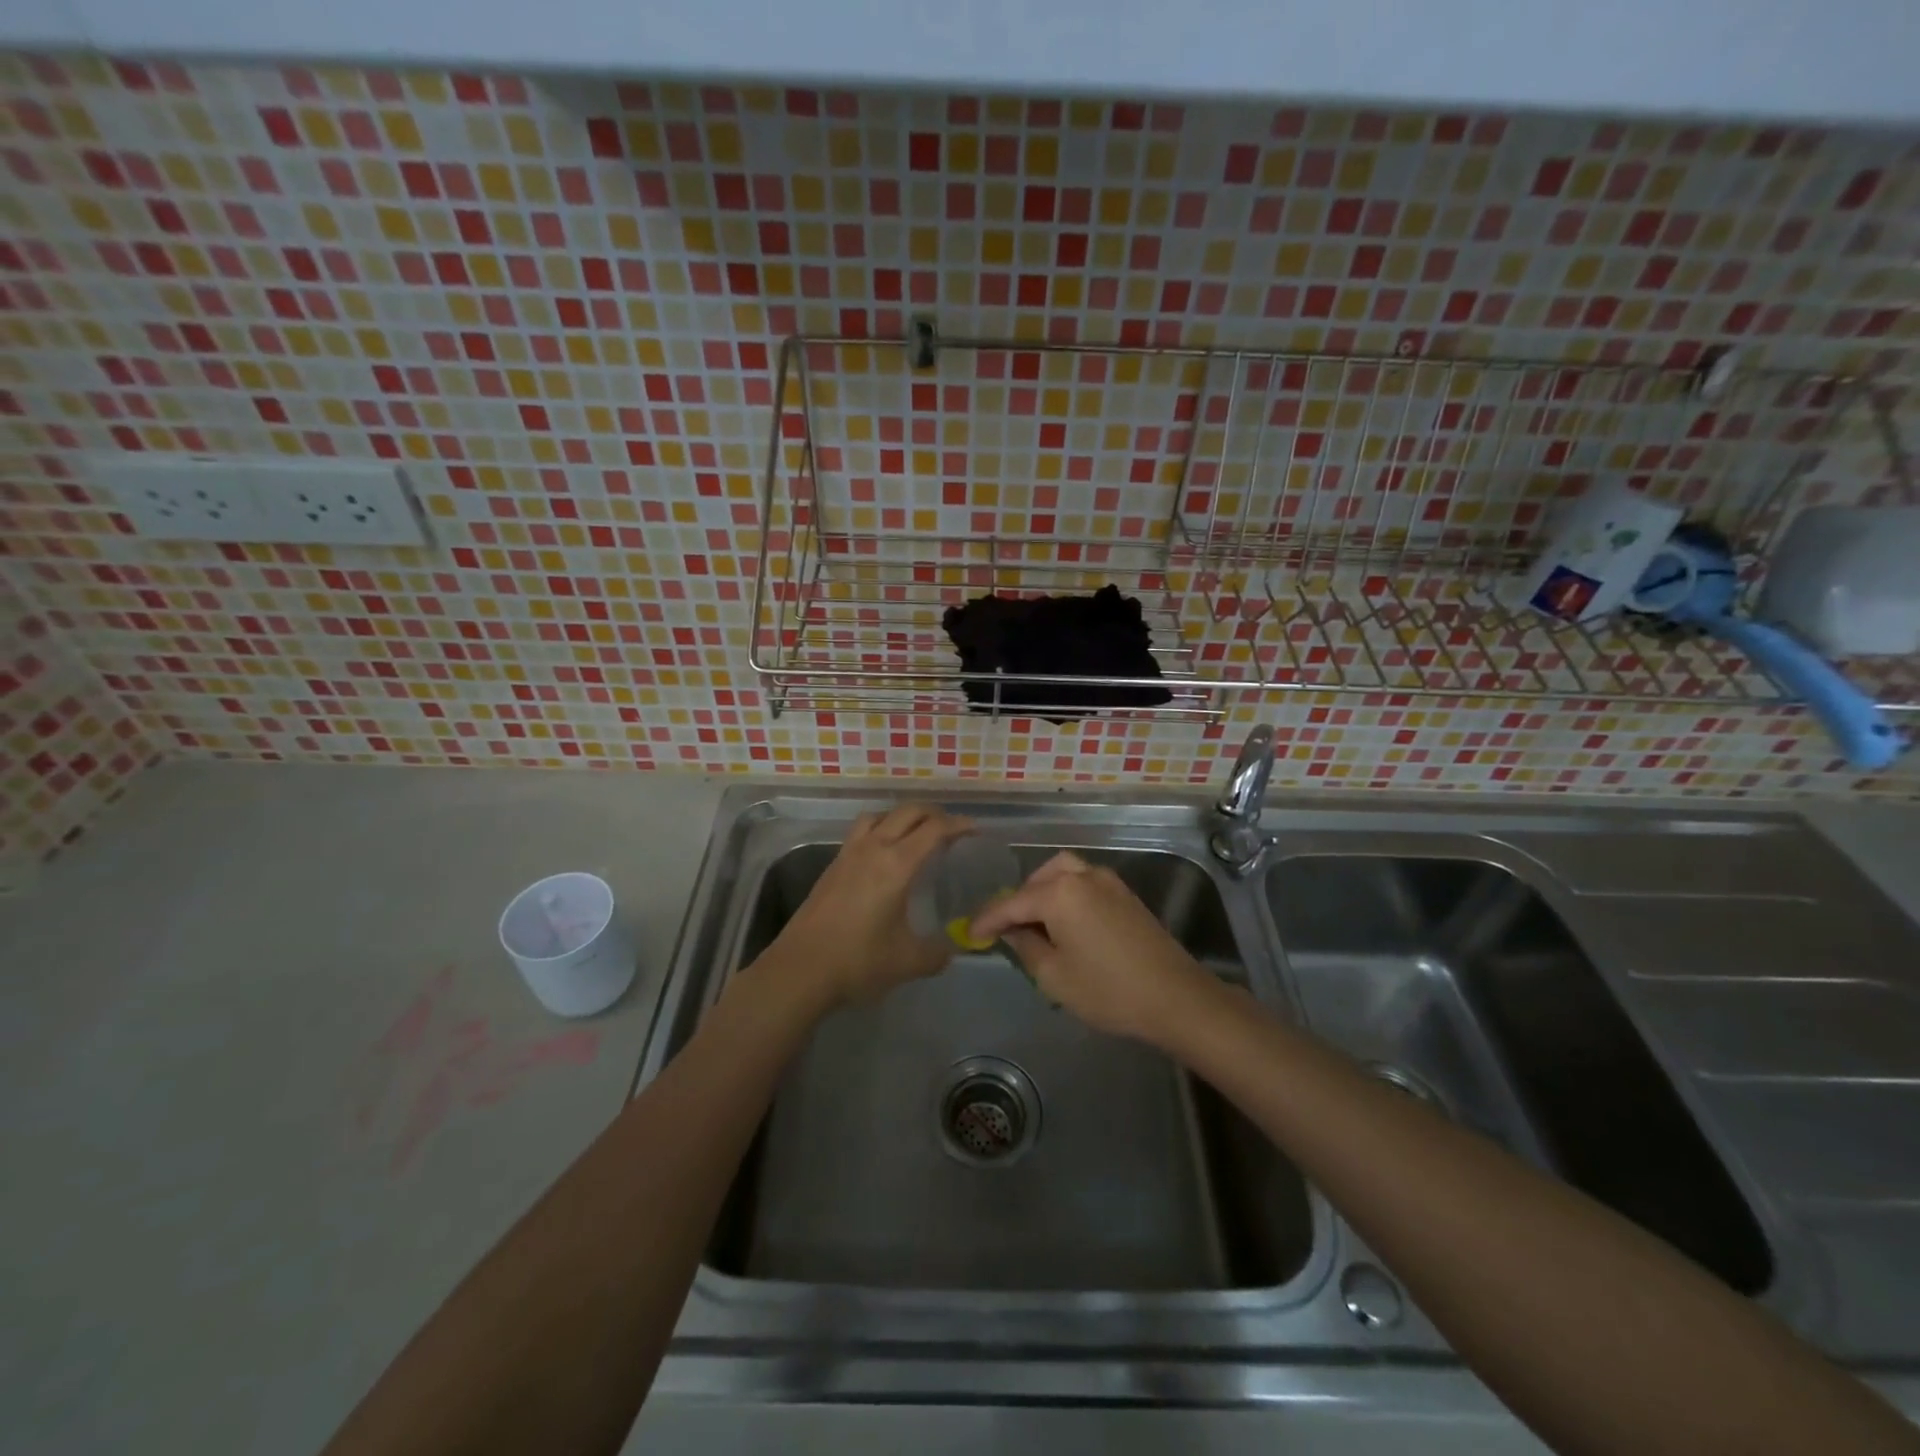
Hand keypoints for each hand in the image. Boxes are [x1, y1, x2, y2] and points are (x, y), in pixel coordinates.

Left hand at [767, 805, 973, 1009]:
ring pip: (879, 815)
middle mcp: (873, 848)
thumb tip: (953, 949)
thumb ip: (937, 953)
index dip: (958, 824)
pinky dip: (880, 829)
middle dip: (934, 814)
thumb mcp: (908, 961)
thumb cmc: (858, 961)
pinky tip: (884, 856)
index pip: (934, 829)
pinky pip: (861, 831)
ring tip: (915, 834)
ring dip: (902, 817)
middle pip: (907, 812)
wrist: (800, 969)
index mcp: (897, 864)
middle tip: (951, 830)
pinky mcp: (832, 865)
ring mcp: (848, 854)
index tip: (975, 830)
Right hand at [968, 851, 1216, 1041]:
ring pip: (1063, 872)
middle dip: (1018, 900)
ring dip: (1042, 891)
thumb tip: (1013, 930)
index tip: (969, 934)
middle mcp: (1082, 876)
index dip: (987, 920)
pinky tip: (1064, 922)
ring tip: (1034, 922)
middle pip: (1038, 879)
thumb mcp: (1054, 976)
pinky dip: (1066, 893)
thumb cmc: (1108, 990)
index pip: (1011, 902)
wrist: (1175, 997)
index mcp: (1059, 893)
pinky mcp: (1125, 894)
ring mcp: (1108, 881)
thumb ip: (1025, 946)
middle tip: (1006, 929)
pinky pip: (1083, 881)